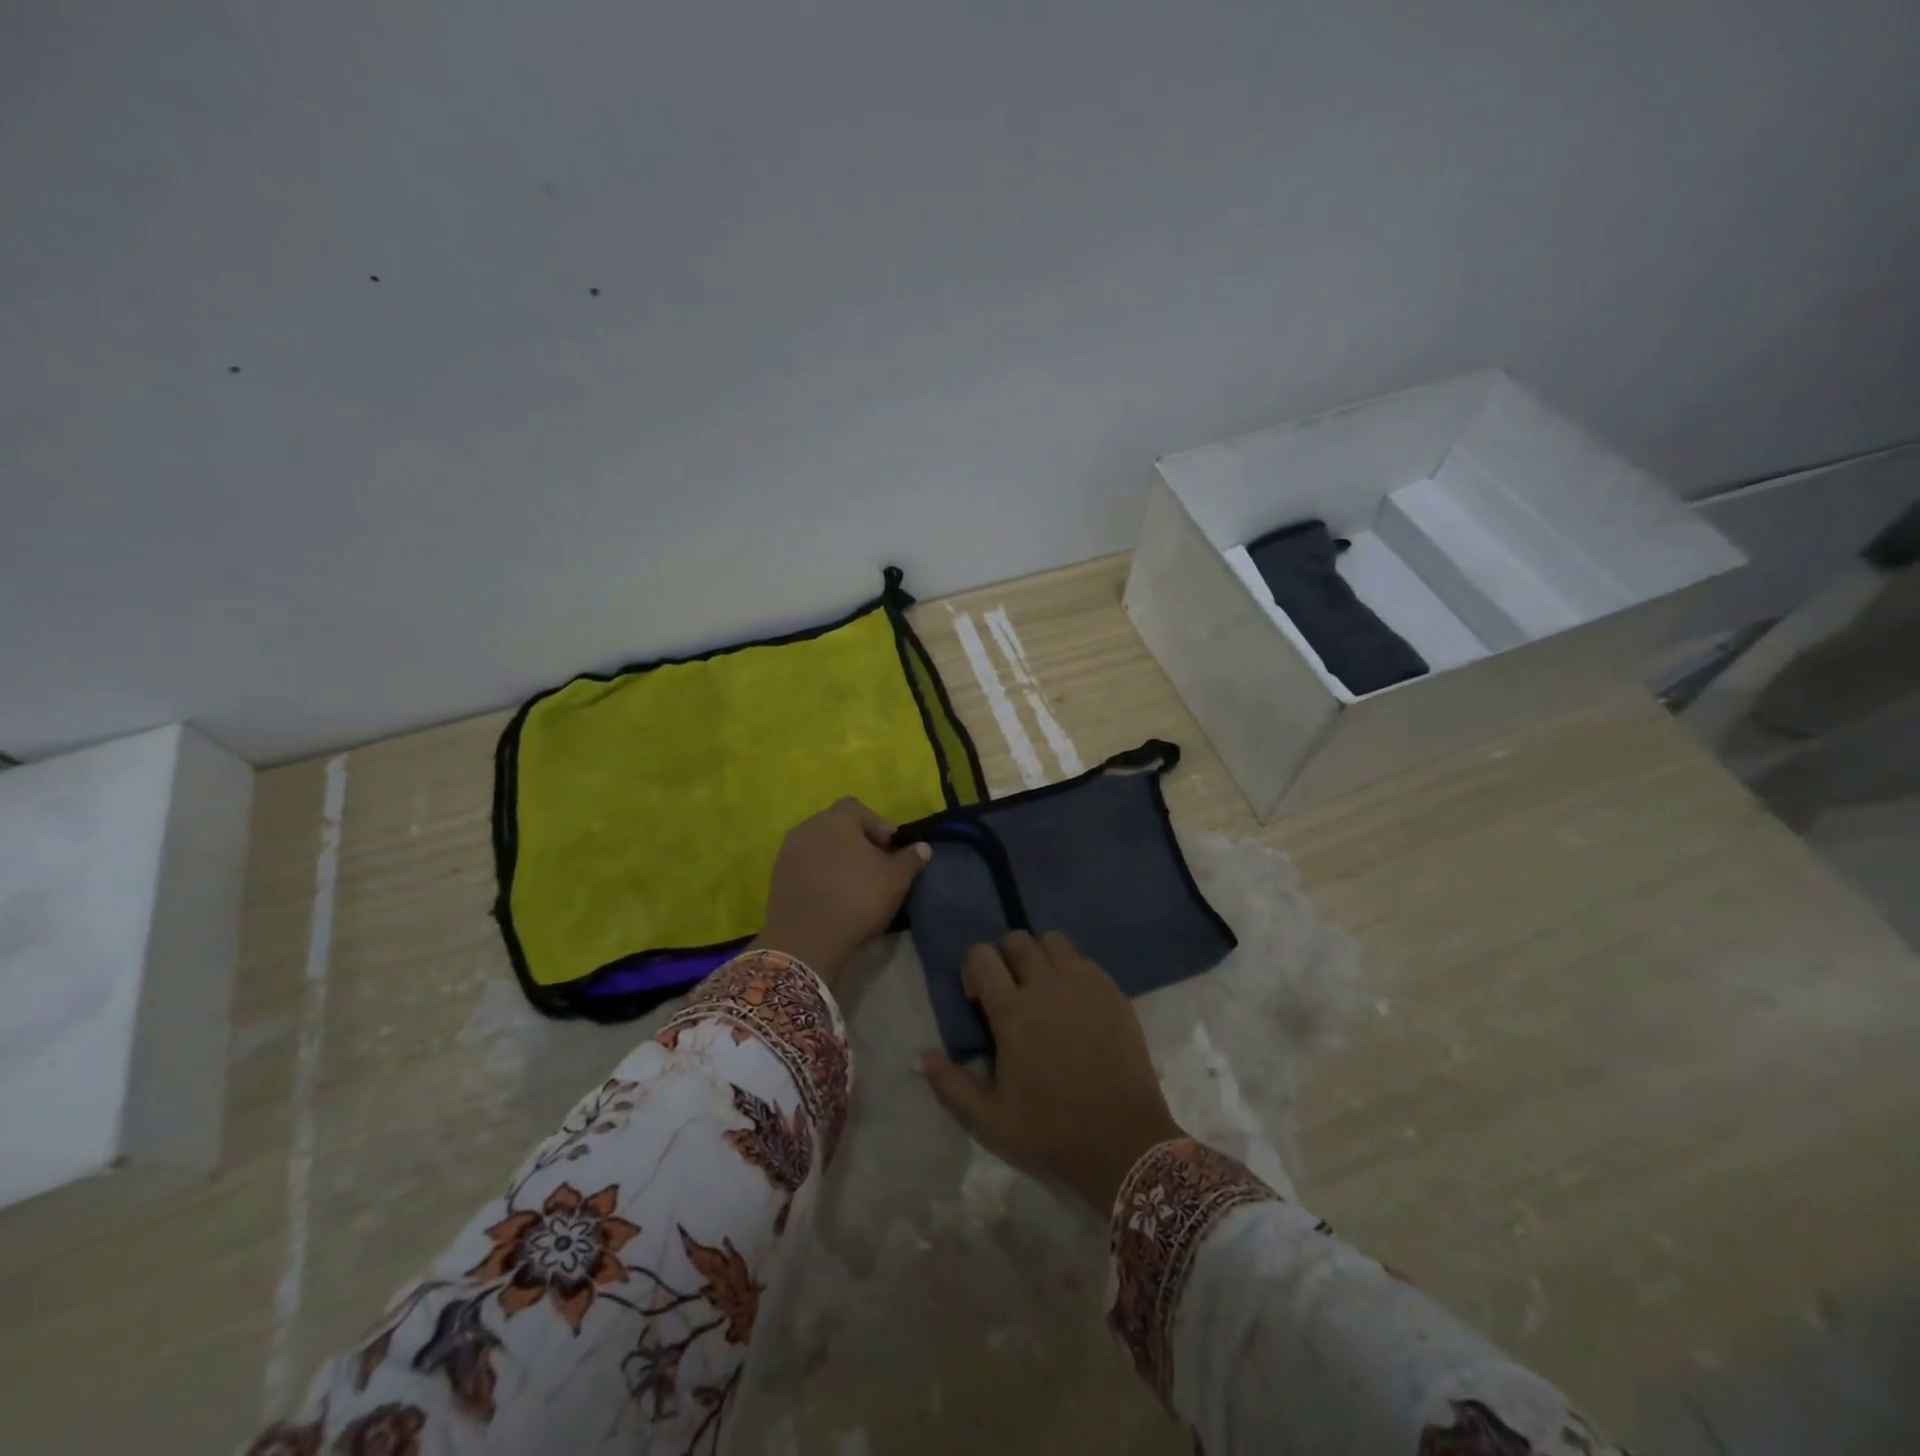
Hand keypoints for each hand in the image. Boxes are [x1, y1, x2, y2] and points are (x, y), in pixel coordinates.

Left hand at [753, 798, 930, 985]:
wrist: (806, 940)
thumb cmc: (857, 899)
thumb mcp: (895, 880)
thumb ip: (910, 859)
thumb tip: (923, 847)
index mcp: (836, 820)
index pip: (857, 808)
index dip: (877, 825)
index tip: (889, 849)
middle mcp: (807, 827)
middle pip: (836, 826)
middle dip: (857, 842)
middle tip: (874, 867)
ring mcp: (787, 852)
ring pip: (819, 846)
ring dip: (836, 858)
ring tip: (853, 883)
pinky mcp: (777, 877)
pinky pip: (804, 866)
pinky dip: (819, 874)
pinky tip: (832, 896)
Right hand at [918, 931, 1183, 1213]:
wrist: (1124, 1144)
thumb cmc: (1050, 1133)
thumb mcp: (989, 1121)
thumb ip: (949, 1084)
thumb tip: (916, 1056)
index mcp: (1012, 1012)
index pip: (981, 955)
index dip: (974, 969)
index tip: (979, 997)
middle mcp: (1047, 985)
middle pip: (1017, 939)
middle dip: (1006, 957)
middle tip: (1010, 990)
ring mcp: (1084, 984)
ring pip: (1054, 941)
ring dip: (1041, 955)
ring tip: (1044, 988)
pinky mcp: (1113, 992)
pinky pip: (1085, 961)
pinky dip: (1073, 971)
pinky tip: (1076, 1004)